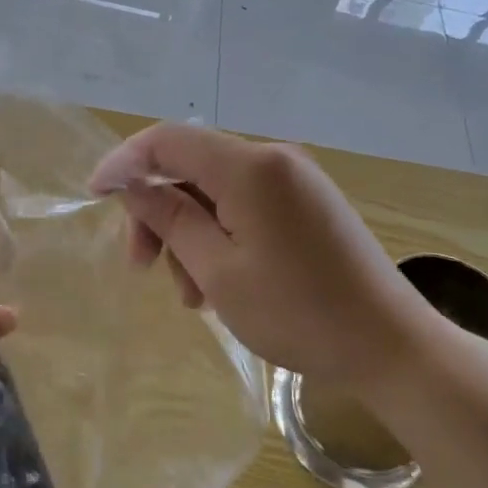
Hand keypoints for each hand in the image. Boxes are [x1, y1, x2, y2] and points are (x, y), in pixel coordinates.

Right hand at [89, 124, 441, 387]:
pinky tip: (219, 283)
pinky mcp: (308, 204)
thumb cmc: (297, 312)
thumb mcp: (217, 270)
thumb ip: (169, 219)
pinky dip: (219, 235)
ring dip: (189, 234)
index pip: (168, 140)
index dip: (125, 162)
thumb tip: (132, 186)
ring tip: (193, 296)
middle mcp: (274, 159)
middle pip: (190, 167)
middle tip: (142, 266)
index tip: (94, 196)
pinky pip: (245, 205)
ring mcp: (295, 180)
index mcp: (250, 166)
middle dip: (159, 213)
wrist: (392, 347)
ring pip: (215, 191)